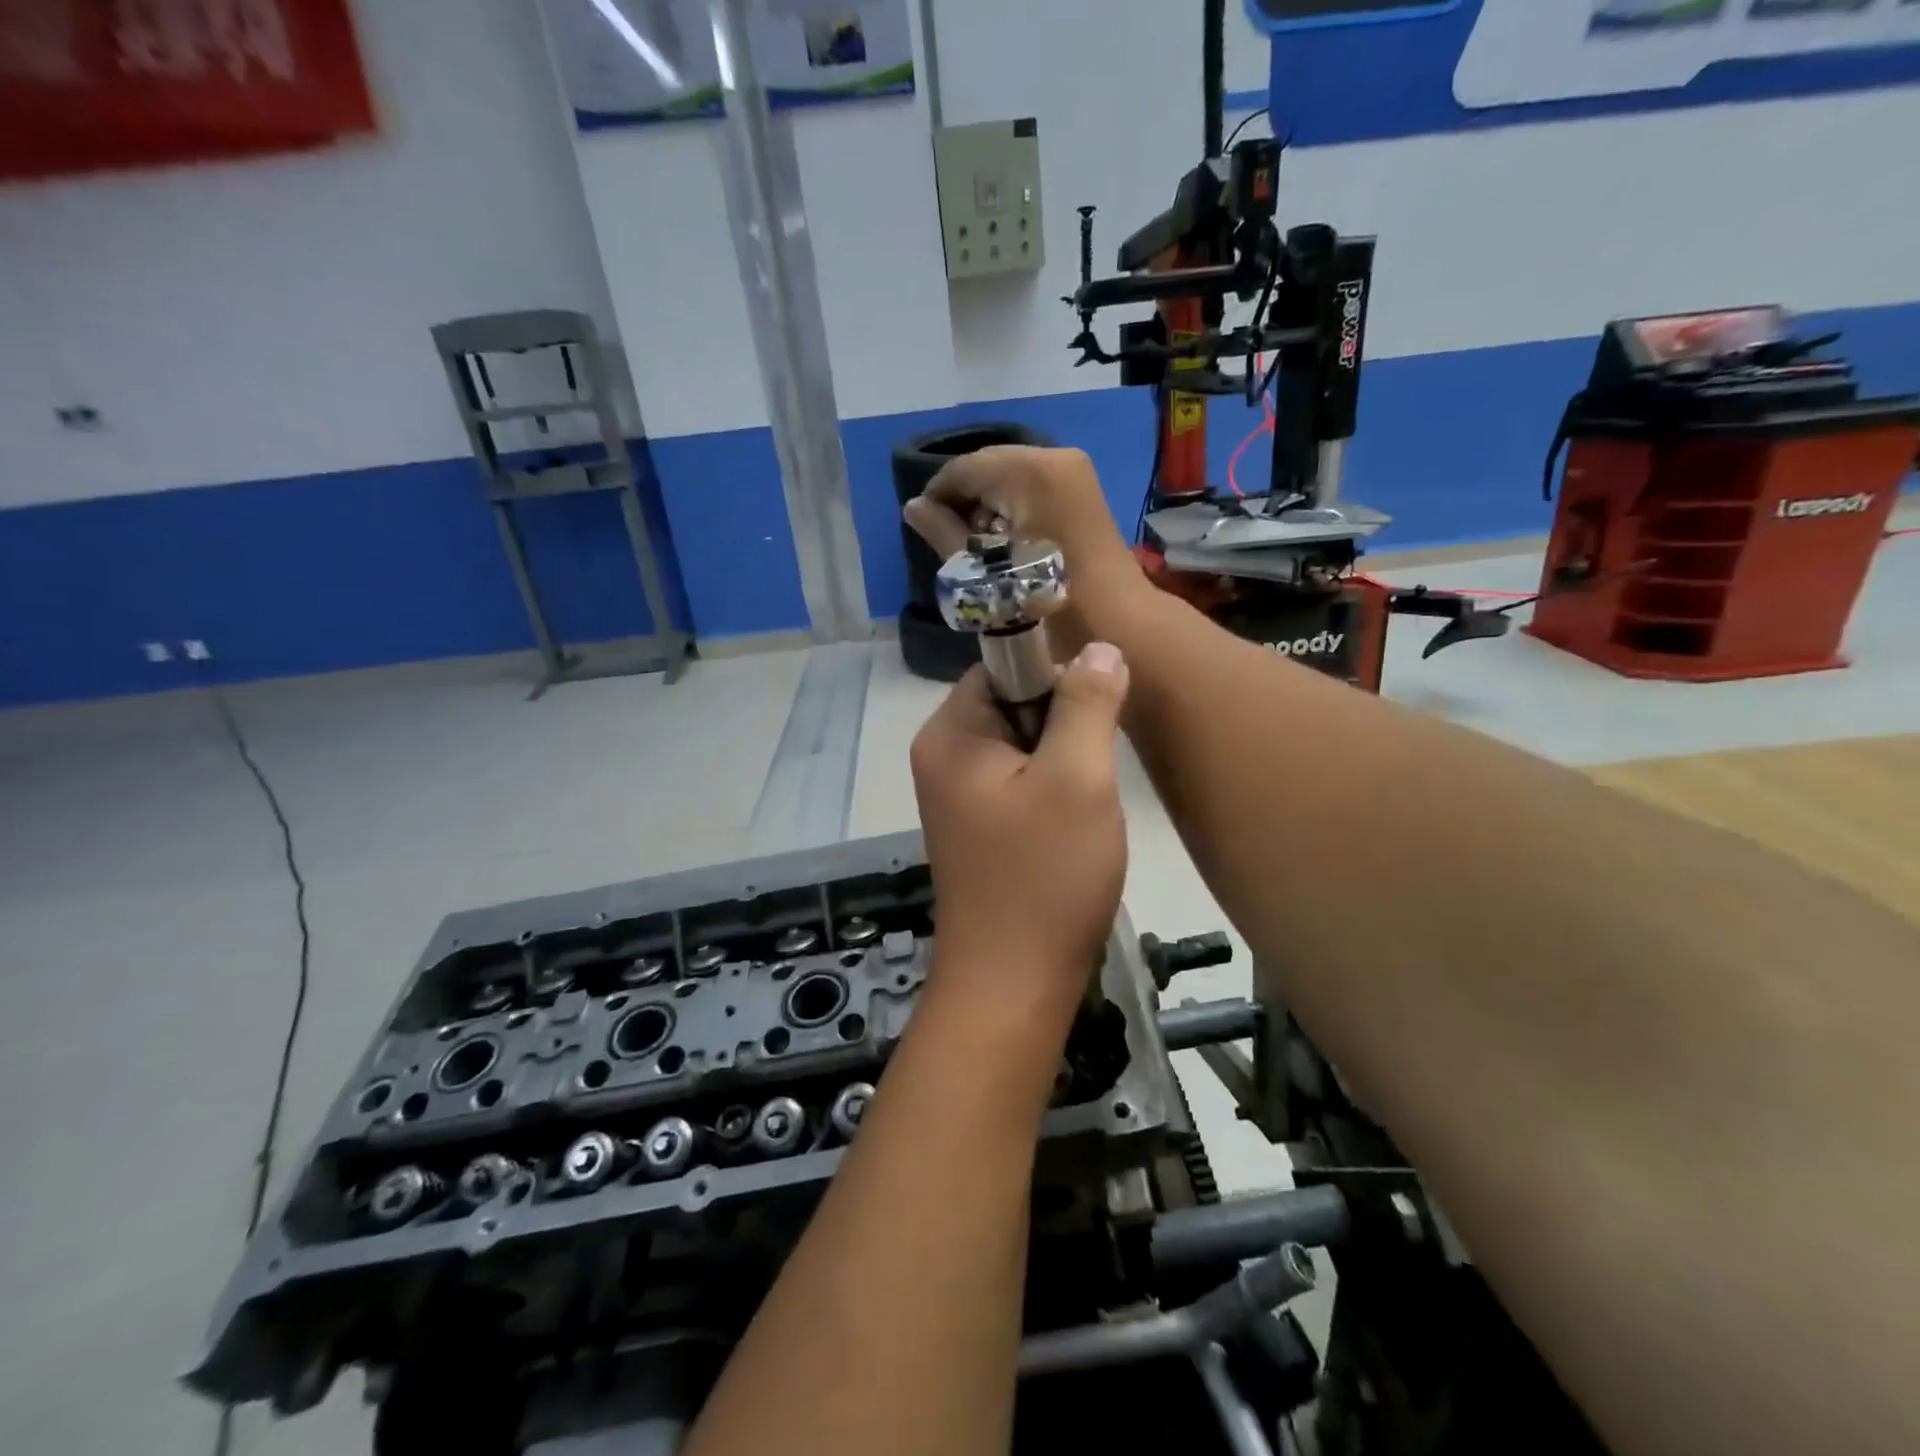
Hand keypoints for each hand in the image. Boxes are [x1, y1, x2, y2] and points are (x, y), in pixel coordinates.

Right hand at [903, 446, 1139, 594]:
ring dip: (988, 505)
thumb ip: (944, 533)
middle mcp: (1055, 459)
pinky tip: (1003, 542)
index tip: (920, 523)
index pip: (965, 468)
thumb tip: (914, 508)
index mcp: (1031, 472)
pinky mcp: (1083, 492)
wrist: (1117, 625)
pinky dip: (1012, 509)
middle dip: (964, 499)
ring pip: (1011, 478)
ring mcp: (1074, 473)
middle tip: (945, 537)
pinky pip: (1033, 488)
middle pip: (989, 467)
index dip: (938, 493)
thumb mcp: (984, 571)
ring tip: (973, 545)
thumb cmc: (1045, 603)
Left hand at [910, 648, 1131, 1032]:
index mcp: (949, 733)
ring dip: (1064, 755)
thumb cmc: (1044, 877)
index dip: (1056, 672)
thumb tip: (1098, 647)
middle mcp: (942, 756)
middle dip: (1063, 718)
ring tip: (1093, 790)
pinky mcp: (978, 825)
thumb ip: (1087, 704)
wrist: (1014, 984)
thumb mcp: (1077, 779)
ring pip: (1022, 742)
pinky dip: (1053, 786)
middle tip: (1101, 756)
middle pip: (1013, 701)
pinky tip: (1077, 817)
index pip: (1004, 664)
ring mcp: (957, 794)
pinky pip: (1019, 780)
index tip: (1100, 704)